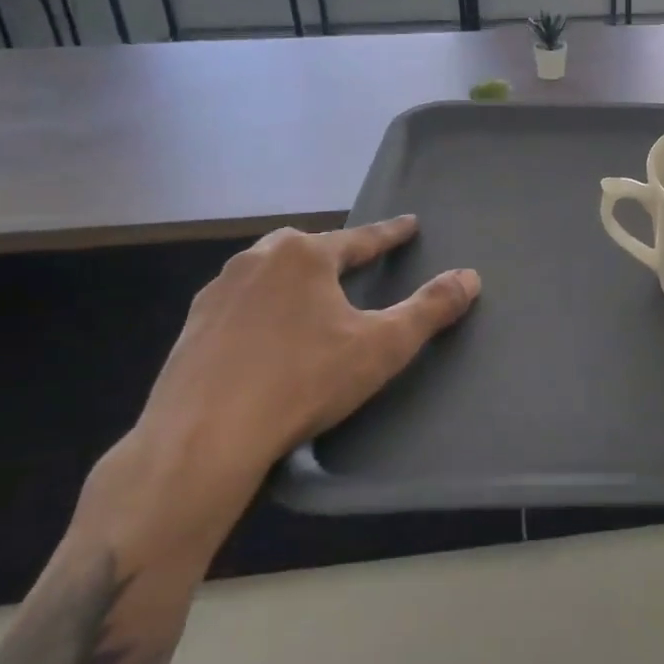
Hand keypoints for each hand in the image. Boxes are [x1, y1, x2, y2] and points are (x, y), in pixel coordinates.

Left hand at [94, 217, 478, 546]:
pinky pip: (241, 304)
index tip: (410, 224)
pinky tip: (269, 337)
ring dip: (295, 281)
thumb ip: (430, 308)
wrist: (201, 439)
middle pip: (308, 249)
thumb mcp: (383, 346)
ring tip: (313, 301)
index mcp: (303, 255)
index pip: (361, 238)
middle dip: (335, 254)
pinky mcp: (192, 327)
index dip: (391, 234)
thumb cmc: (303, 382)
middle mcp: (257, 260)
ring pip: (269, 273)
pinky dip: (264, 310)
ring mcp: (217, 292)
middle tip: (357, 264)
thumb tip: (471, 276)